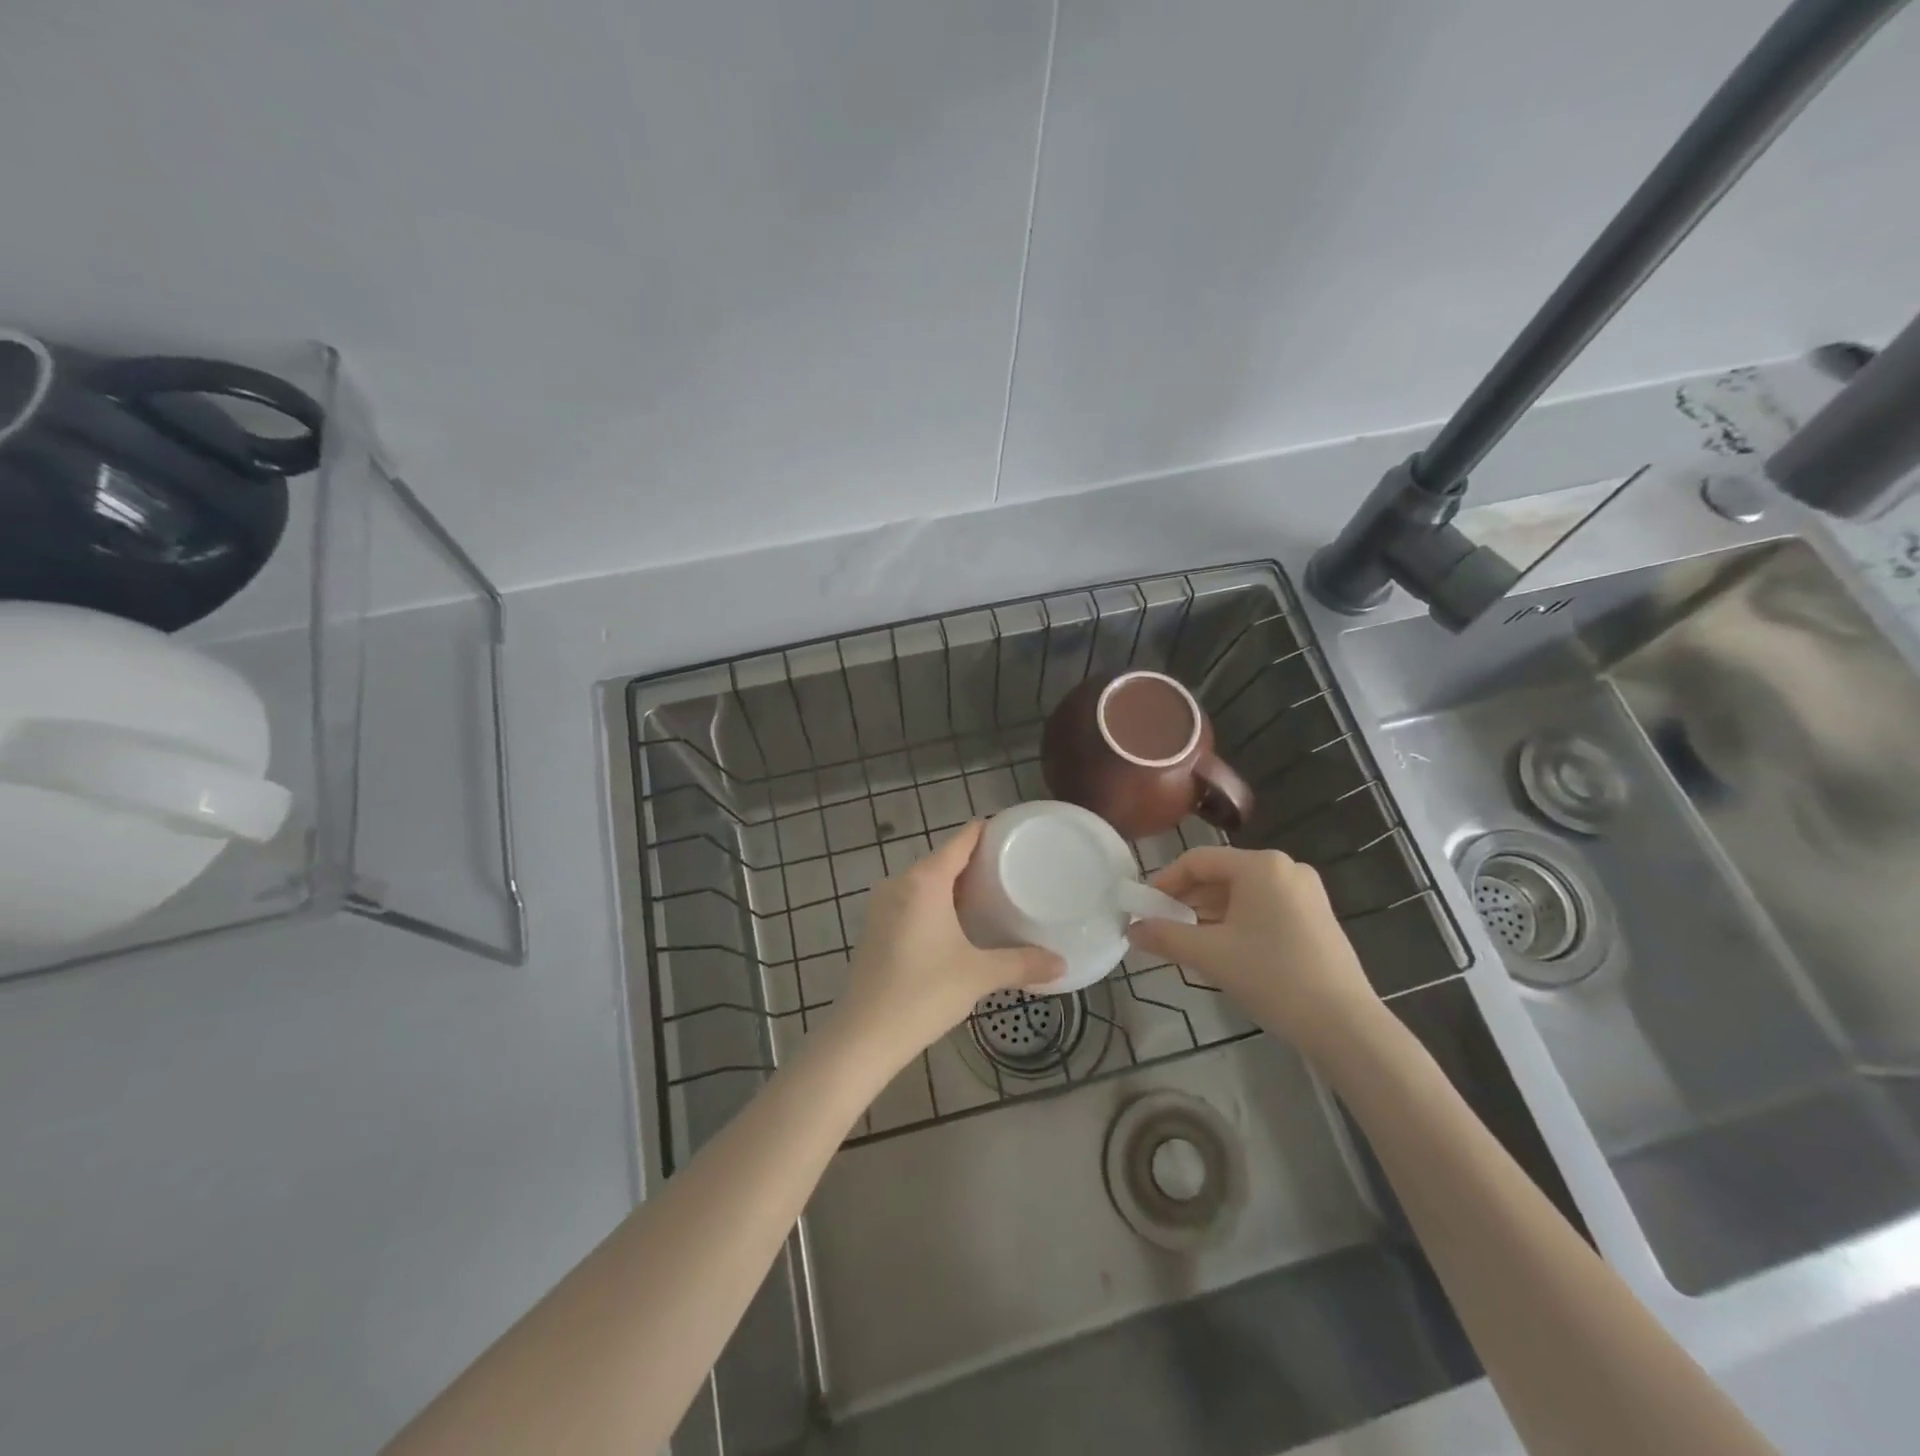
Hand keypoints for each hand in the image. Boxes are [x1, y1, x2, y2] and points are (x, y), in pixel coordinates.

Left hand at [834, 822, 1061, 1070]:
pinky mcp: (874, 927)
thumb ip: (1021, 964)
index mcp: (925, 881)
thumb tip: (1061, 964)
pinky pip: (911, 901)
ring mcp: (882, 905)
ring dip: (953, 885)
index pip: (960, 841)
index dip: (985, 832)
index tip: (1012, 832)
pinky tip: (955, 924)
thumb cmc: (923, 993)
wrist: (864, 1035)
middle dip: (974, 863)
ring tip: (989, 896)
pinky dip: (934, 903)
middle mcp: (900, 883)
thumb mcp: (978, 975)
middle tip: (1011, 870)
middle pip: (942, 860)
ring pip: (924, 882)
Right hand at [1126, 846, 1382, 1060]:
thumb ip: (1165, 936)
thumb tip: (1131, 930)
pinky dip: (1238, 921)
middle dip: (1187, 899)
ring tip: (1187, 940)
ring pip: (1243, 893)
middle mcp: (1286, 868)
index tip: (1144, 907)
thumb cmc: (1271, 976)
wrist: (1343, 1024)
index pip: (1198, 861)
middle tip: (1161, 925)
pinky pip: (1265, 907)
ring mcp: (1306, 893)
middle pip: (1221, 875)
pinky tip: (1224, 948)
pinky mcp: (1317, 917)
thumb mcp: (1210, 955)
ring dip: (1210, 912)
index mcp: (1261, 865)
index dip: (1165, 881)